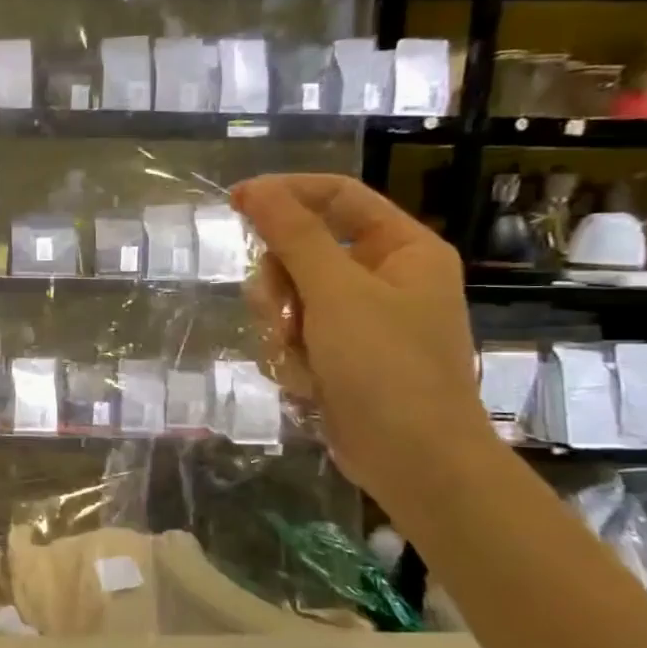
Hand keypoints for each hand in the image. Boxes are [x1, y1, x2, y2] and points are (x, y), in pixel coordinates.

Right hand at [232, 174, 490, 507]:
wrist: (412, 460)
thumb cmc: (386, 367)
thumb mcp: (336, 293)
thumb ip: (293, 236)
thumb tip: (255, 188)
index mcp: (402, 249)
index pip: (337, 196)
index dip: (285, 194)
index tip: (234, 203)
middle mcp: (382, 278)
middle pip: (302, 251)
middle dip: (280, 284)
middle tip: (280, 312)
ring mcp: (359, 320)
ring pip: (288, 297)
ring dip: (280, 327)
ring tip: (298, 357)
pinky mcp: (338, 355)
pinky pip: (291, 335)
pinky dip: (289, 356)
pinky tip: (306, 383)